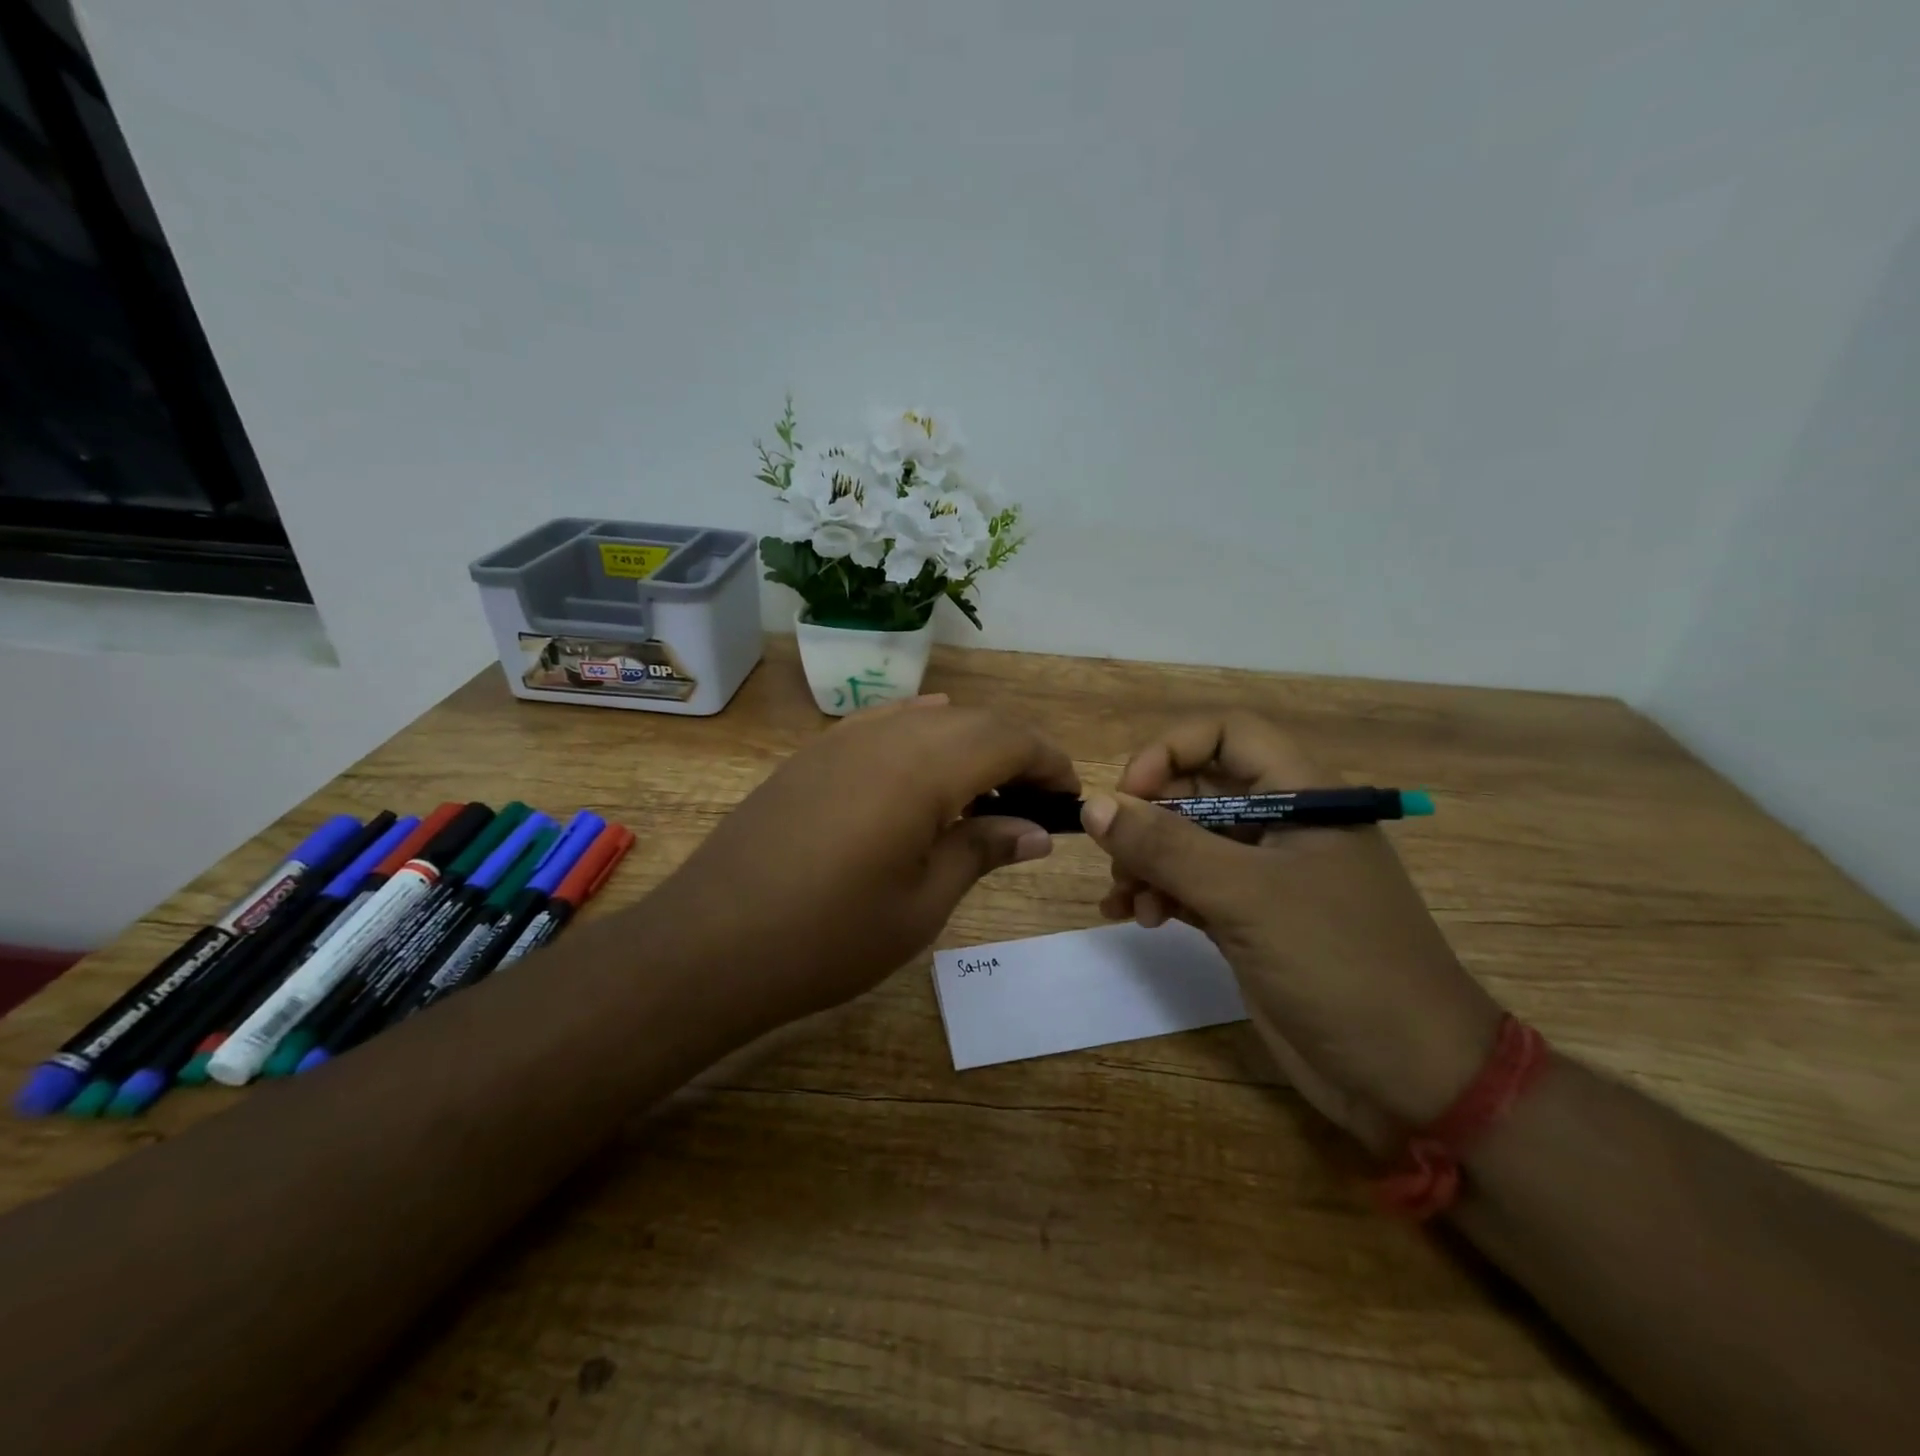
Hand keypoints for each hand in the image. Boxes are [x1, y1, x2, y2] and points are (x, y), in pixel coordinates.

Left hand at [660, 696, 1077, 1033]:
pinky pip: (883, 723)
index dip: (1048, 761)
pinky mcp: (812, 755)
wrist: (709, 945)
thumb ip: (982, 851)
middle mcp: (885, 735)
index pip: (1007, 739)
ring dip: (969, 742)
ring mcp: (841, 739)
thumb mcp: (921, 904)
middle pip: (972, 721)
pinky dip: (920, 735)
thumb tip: (1035, 831)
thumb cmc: (828, 938)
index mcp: (922, 768)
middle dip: (1015, 750)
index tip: (1069, 796)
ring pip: (927, 717)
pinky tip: (925, 764)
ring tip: (986, 790)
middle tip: (1035, 800)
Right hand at [1085, 713, 1502, 1146]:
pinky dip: (1156, 894)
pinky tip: (1132, 917)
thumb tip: (1092, 804)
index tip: (1130, 795)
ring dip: (1144, 862)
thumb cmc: (1339, 964)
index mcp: (1301, 796)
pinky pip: (1188, 886)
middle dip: (1148, 818)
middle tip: (1116, 860)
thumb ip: (1166, 846)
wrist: (1410, 1077)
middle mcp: (1281, 824)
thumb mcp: (1246, 897)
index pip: (1227, 735)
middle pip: (1197, 788)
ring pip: (1185, 840)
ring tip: (1125, 902)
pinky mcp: (1249, 918)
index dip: (1172, 751)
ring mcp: (1264, 875)